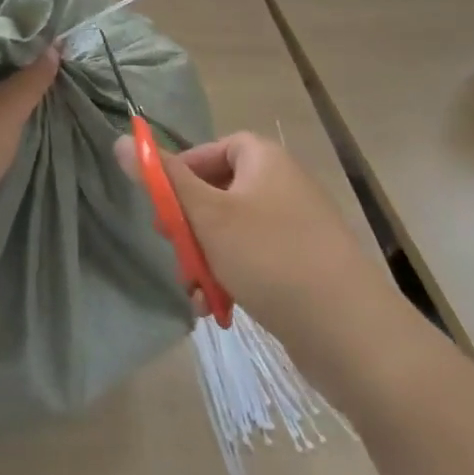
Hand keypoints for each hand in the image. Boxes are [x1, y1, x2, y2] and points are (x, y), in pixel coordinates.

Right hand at [115, 131, 384, 349]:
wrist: (352, 334)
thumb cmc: (271, 258)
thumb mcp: (207, 216)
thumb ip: (163, 179)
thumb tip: (121, 140)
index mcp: (264, 160)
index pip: (212, 149)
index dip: (182, 172)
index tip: (162, 205)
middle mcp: (283, 185)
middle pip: (218, 192)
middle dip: (190, 226)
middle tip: (174, 251)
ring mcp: (297, 227)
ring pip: (231, 232)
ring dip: (205, 259)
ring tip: (195, 291)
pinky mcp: (304, 266)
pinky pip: (254, 260)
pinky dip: (231, 277)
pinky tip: (217, 308)